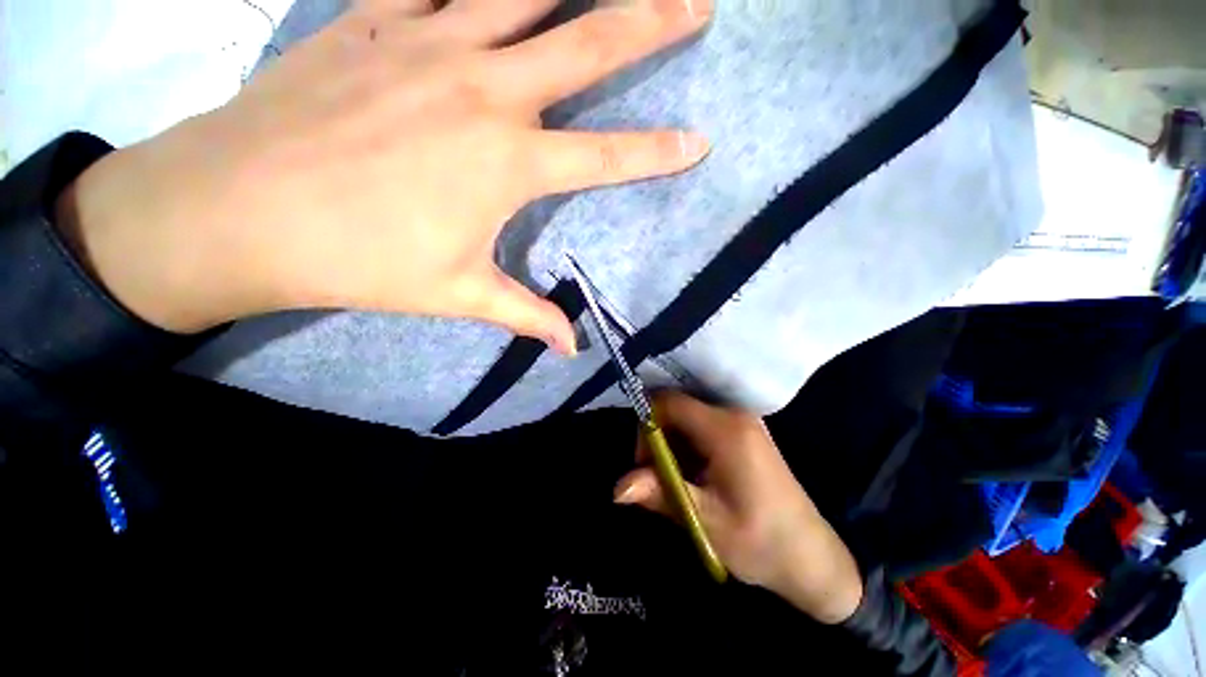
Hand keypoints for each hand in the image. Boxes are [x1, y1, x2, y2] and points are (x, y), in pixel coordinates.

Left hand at [55, 0, 711, 348]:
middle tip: (695, 4)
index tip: (700, 140)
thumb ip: (526, 315)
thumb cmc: (359, 260)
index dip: (659, 152)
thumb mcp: (459, 294)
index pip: (608, 157)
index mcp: (507, 163)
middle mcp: (484, 90)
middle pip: (587, 42)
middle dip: (650, 21)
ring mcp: (427, 41)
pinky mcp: (375, 19)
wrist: (242, 209)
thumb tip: (569, 349)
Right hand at [614, 392, 863, 623]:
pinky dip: (688, 447)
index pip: (668, 401)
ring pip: (686, 417)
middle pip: (676, 407)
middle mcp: (734, 414)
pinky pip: (701, 426)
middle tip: (658, 478)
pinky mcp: (744, 432)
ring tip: (679, 484)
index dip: (646, 423)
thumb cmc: (761, 543)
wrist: (813, 559)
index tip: (643, 461)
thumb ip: (660, 494)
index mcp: (726, 429)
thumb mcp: (705, 521)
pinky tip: (695, 478)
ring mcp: (741, 421)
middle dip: (657, 438)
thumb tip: (617, 487)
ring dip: (672, 446)